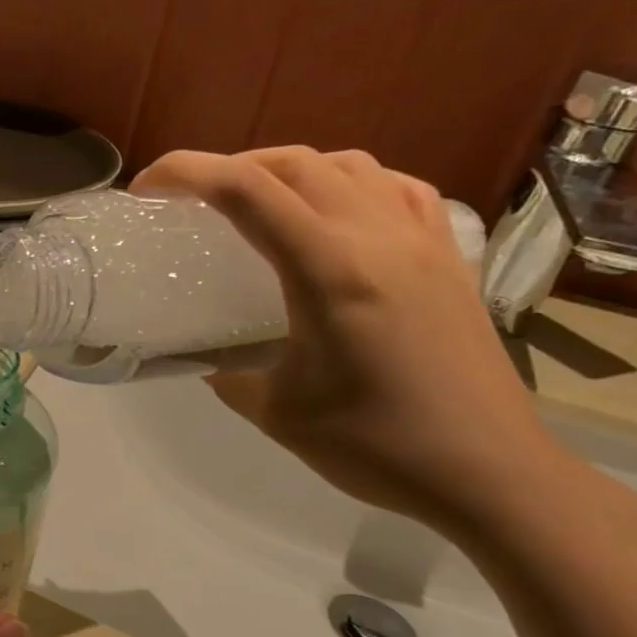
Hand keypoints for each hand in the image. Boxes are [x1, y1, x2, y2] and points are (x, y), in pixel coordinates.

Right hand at [131, 146, 578, 534]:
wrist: (491, 473)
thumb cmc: (377, 446)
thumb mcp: (276, 412)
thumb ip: (227, 372)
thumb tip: (203, 355)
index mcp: (328, 271)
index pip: (245, 190)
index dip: (185, 172)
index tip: (145, 188)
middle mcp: (377, 237)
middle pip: (292, 163)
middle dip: (228, 166)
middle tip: (190, 199)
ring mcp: (422, 241)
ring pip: (347, 165)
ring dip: (289, 169)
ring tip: (258, 202)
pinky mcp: (449, 257)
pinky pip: (396, 189)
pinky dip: (352, 183)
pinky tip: (337, 212)